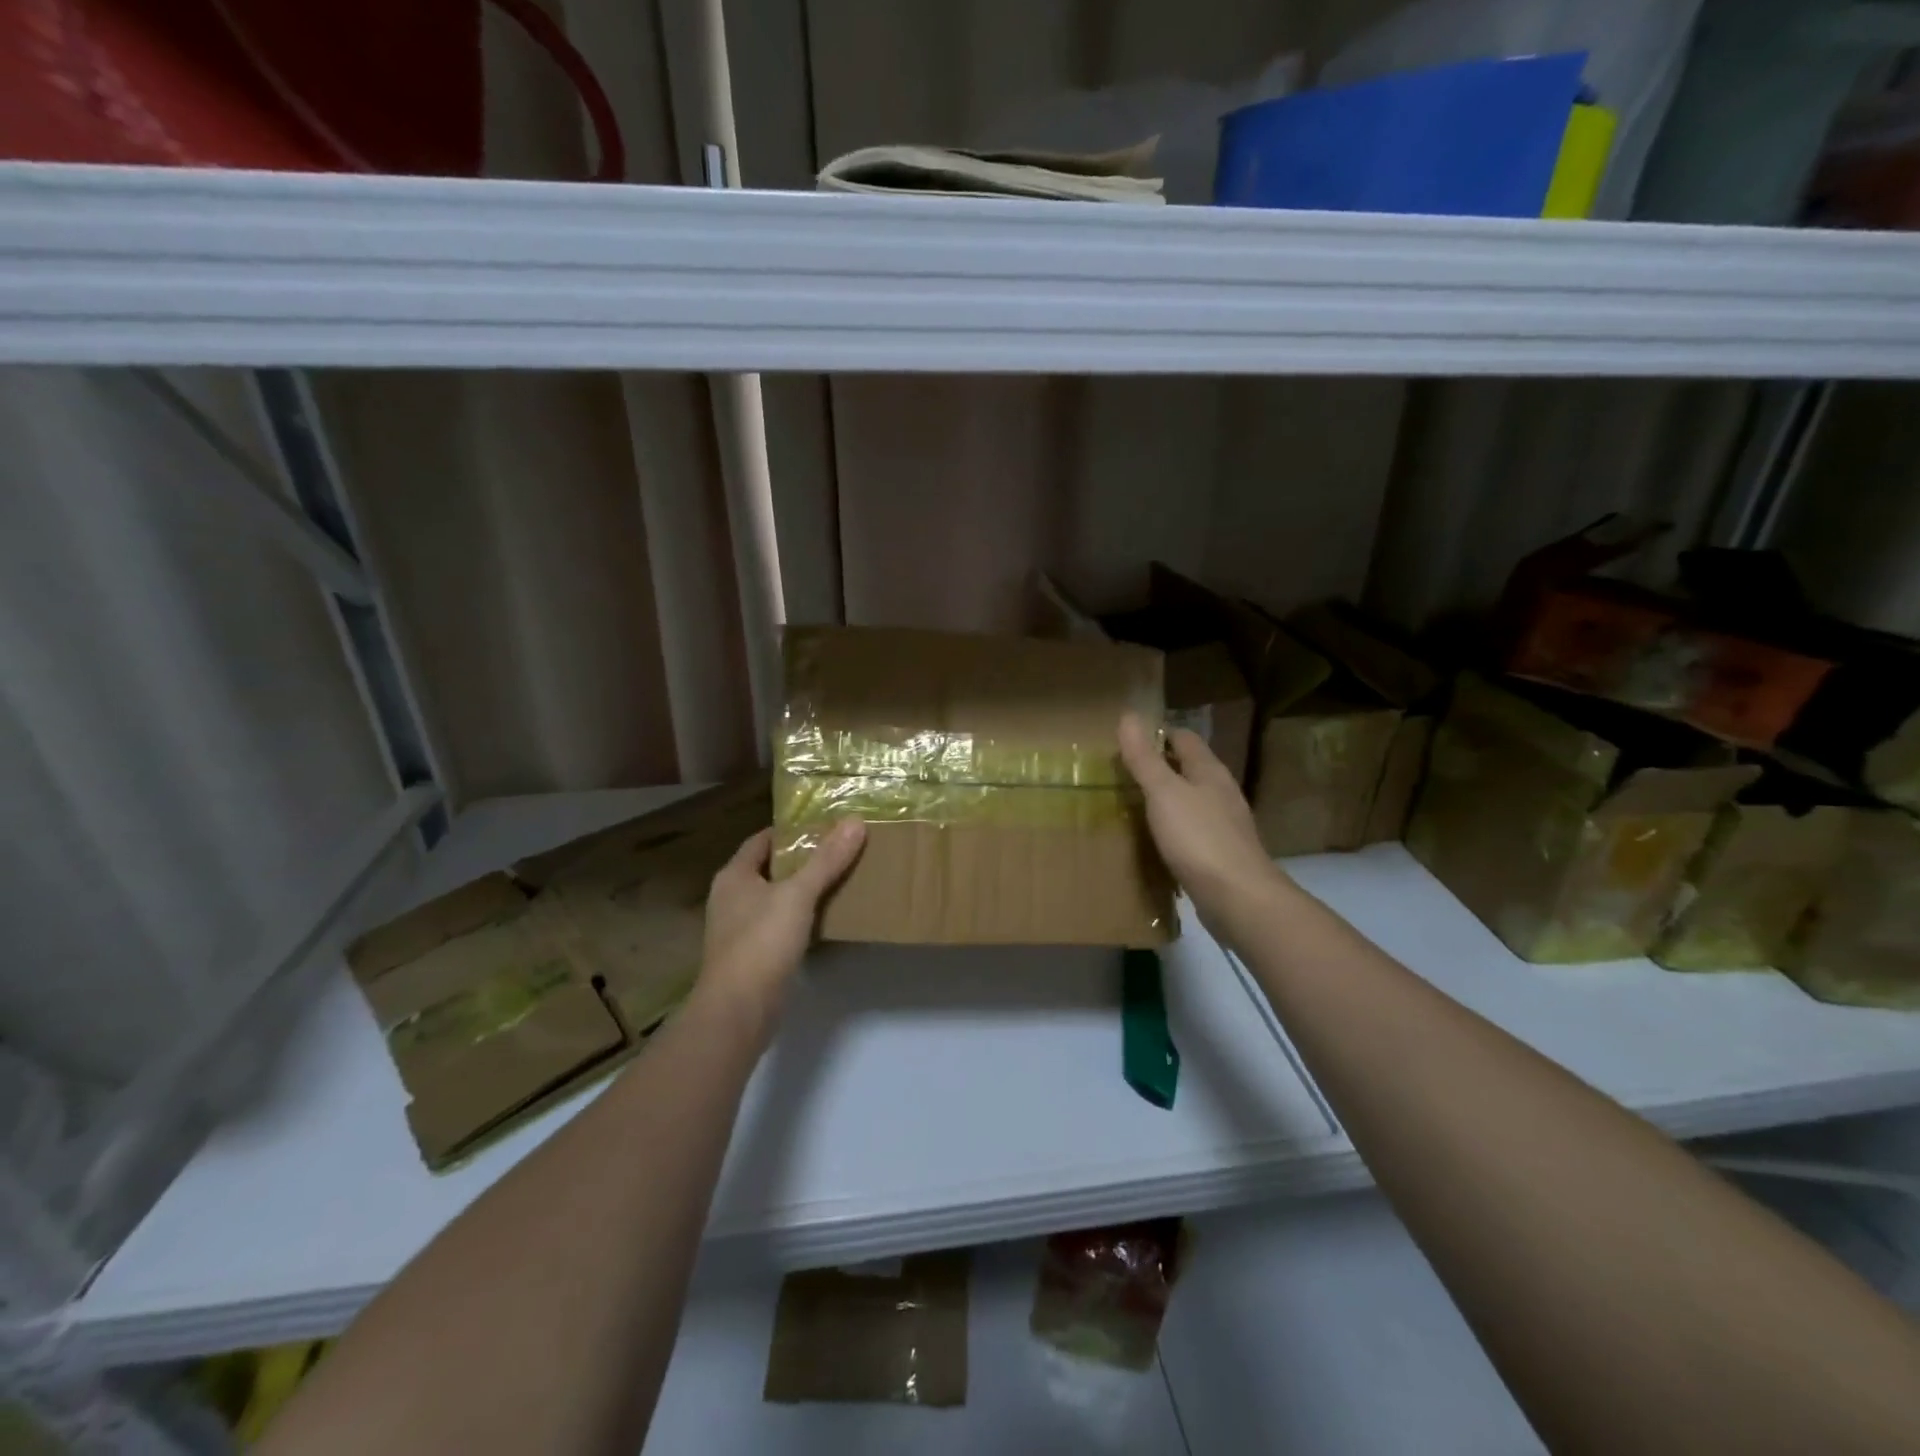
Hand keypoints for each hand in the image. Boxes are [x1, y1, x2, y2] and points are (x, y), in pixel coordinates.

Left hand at [698, 821, 865, 1039]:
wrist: (739, 1009)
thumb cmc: (762, 942)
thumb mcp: (798, 894)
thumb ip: (827, 859)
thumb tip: (855, 822)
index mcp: (734, 876)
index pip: (763, 839)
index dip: (792, 830)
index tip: (825, 824)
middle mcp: (732, 898)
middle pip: (771, 868)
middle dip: (802, 859)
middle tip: (840, 849)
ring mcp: (739, 929)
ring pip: (776, 898)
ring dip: (803, 889)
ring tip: (840, 878)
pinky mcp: (753, 955)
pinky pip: (780, 925)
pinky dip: (801, 917)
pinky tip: (827, 917)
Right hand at [1118, 711, 1280, 936]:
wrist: (1239, 898)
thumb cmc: (1199, 838)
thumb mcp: (1163, 793)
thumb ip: (1144, 758)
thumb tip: (1128, 715)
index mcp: (1209, 771)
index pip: (1184, 738)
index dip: (1158, 735)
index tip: (1127, 742)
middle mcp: (1221, 792)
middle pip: (1190, 769)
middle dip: (1161, 767)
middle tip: (1124, 774)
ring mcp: (1225, 824)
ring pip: (1192, 801)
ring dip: (1167, 799)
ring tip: (1135, 805)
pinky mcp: (1222, 854)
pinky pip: (1194, 831)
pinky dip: (1175, 829)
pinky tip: (1158, 841)